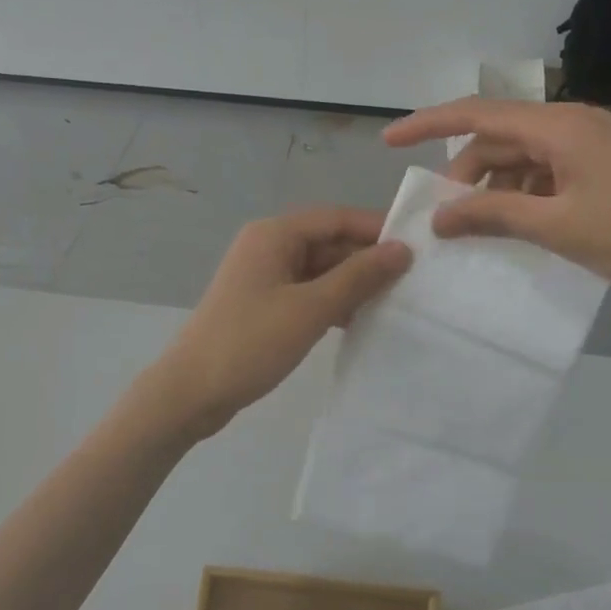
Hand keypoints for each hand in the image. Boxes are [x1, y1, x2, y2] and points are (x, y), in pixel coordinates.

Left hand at [150, 207, 410, 435]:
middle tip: (413, 281)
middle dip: (366, 260)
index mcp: (274, 234)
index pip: (336, 218)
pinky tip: (359, 321)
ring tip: (395, 303)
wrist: (191, 392)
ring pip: (319, 270)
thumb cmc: (250, 342)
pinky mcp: (262, 305)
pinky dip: (331, 302)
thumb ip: (358, 277)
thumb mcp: (310, 309)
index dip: (376, 229)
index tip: (419, 246)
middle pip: (327, 242)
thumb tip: (401, 250)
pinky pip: (306, 292)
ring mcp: (263, 277)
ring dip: (352, 284)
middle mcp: (267, 246)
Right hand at [383, 98, 610, 294]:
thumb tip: (439, 218)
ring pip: (524, 155)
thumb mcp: (555, 225)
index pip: (476, 114)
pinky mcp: (608, 163)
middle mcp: (572, 123)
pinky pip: (549, 169)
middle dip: (465, 171)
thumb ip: (492, 215)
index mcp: (556, 126)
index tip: (389, 141)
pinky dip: (526, 191)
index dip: (428, 124)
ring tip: (483, 226)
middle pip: (498, 136)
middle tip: (447, 215)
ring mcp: (593, 142)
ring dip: (496, 185)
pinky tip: (525, 224)